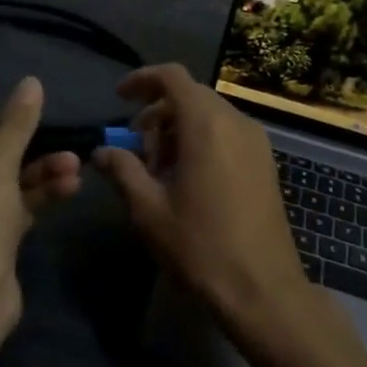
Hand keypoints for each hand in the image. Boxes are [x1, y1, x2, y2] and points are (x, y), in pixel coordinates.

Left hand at [0, 77, 81, 338]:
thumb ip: (17, 124)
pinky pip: (20, 210)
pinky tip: (70, 189)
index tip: (41, 125)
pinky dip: (42, 198)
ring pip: (12, 187)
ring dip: (44, 176)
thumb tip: (31, 80)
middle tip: (72, 153)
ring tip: (77, 170)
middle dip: (37, 156)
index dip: (8, 131)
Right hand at [94, 63, 312, 341]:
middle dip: (158, 113)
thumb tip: (100, 152)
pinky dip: (202, 140)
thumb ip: (122, 171)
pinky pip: (227, 133)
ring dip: (179, 129)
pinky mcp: (265, 162)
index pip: (172, 77)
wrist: (263, 290)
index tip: (119, 98)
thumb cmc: (201, 246)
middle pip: (190, 95)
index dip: (142, 79)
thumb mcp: (149, 210)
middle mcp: (235, 121)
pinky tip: (188, 179)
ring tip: (159, 170)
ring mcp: (256, 141)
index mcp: (206, 124)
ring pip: (210, 115)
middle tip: (136, 148)